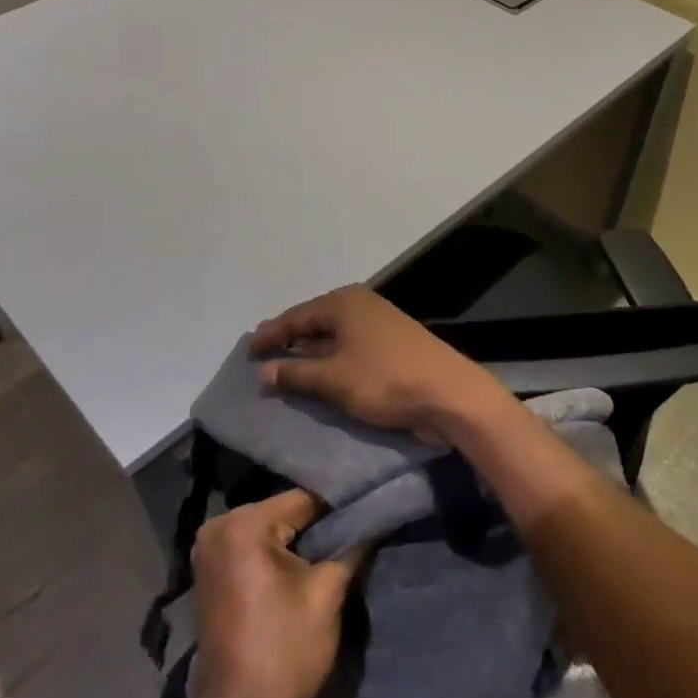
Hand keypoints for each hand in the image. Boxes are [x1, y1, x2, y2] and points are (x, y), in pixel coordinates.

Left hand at [191, 490, 360, 697]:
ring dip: (299, 541)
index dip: (338, 507)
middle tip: (354, 532)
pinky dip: (277, 555)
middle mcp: (218, 527)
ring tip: (336, 548)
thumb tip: (376, 517)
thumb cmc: (285, 652)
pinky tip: (303, 567)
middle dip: (317, 524)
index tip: (367, 511)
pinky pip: (252, 548)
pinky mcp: (210, 574)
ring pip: (269, 530)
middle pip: (284, 512)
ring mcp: (209, 551)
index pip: (303, 499)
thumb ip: (352, 546)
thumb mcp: (327, 593)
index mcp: (242, 524)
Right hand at [251, 285, 514, 441]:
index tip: (248, 350)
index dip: (270, 334)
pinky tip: (323, 377)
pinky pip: (351, 347)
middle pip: (315, 322)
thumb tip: (263, 372)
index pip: (296, 316)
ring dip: (311, 353)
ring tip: (287, 369)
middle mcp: (361, 305)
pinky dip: (333, 360)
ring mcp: (380, 323)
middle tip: (264, 357)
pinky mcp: (393, 344)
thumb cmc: (386, 380)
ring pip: (334, 336)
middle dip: (290, 341)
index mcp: (344, 303)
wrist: (449, 395)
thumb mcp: (333, 379)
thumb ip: (295, 374)